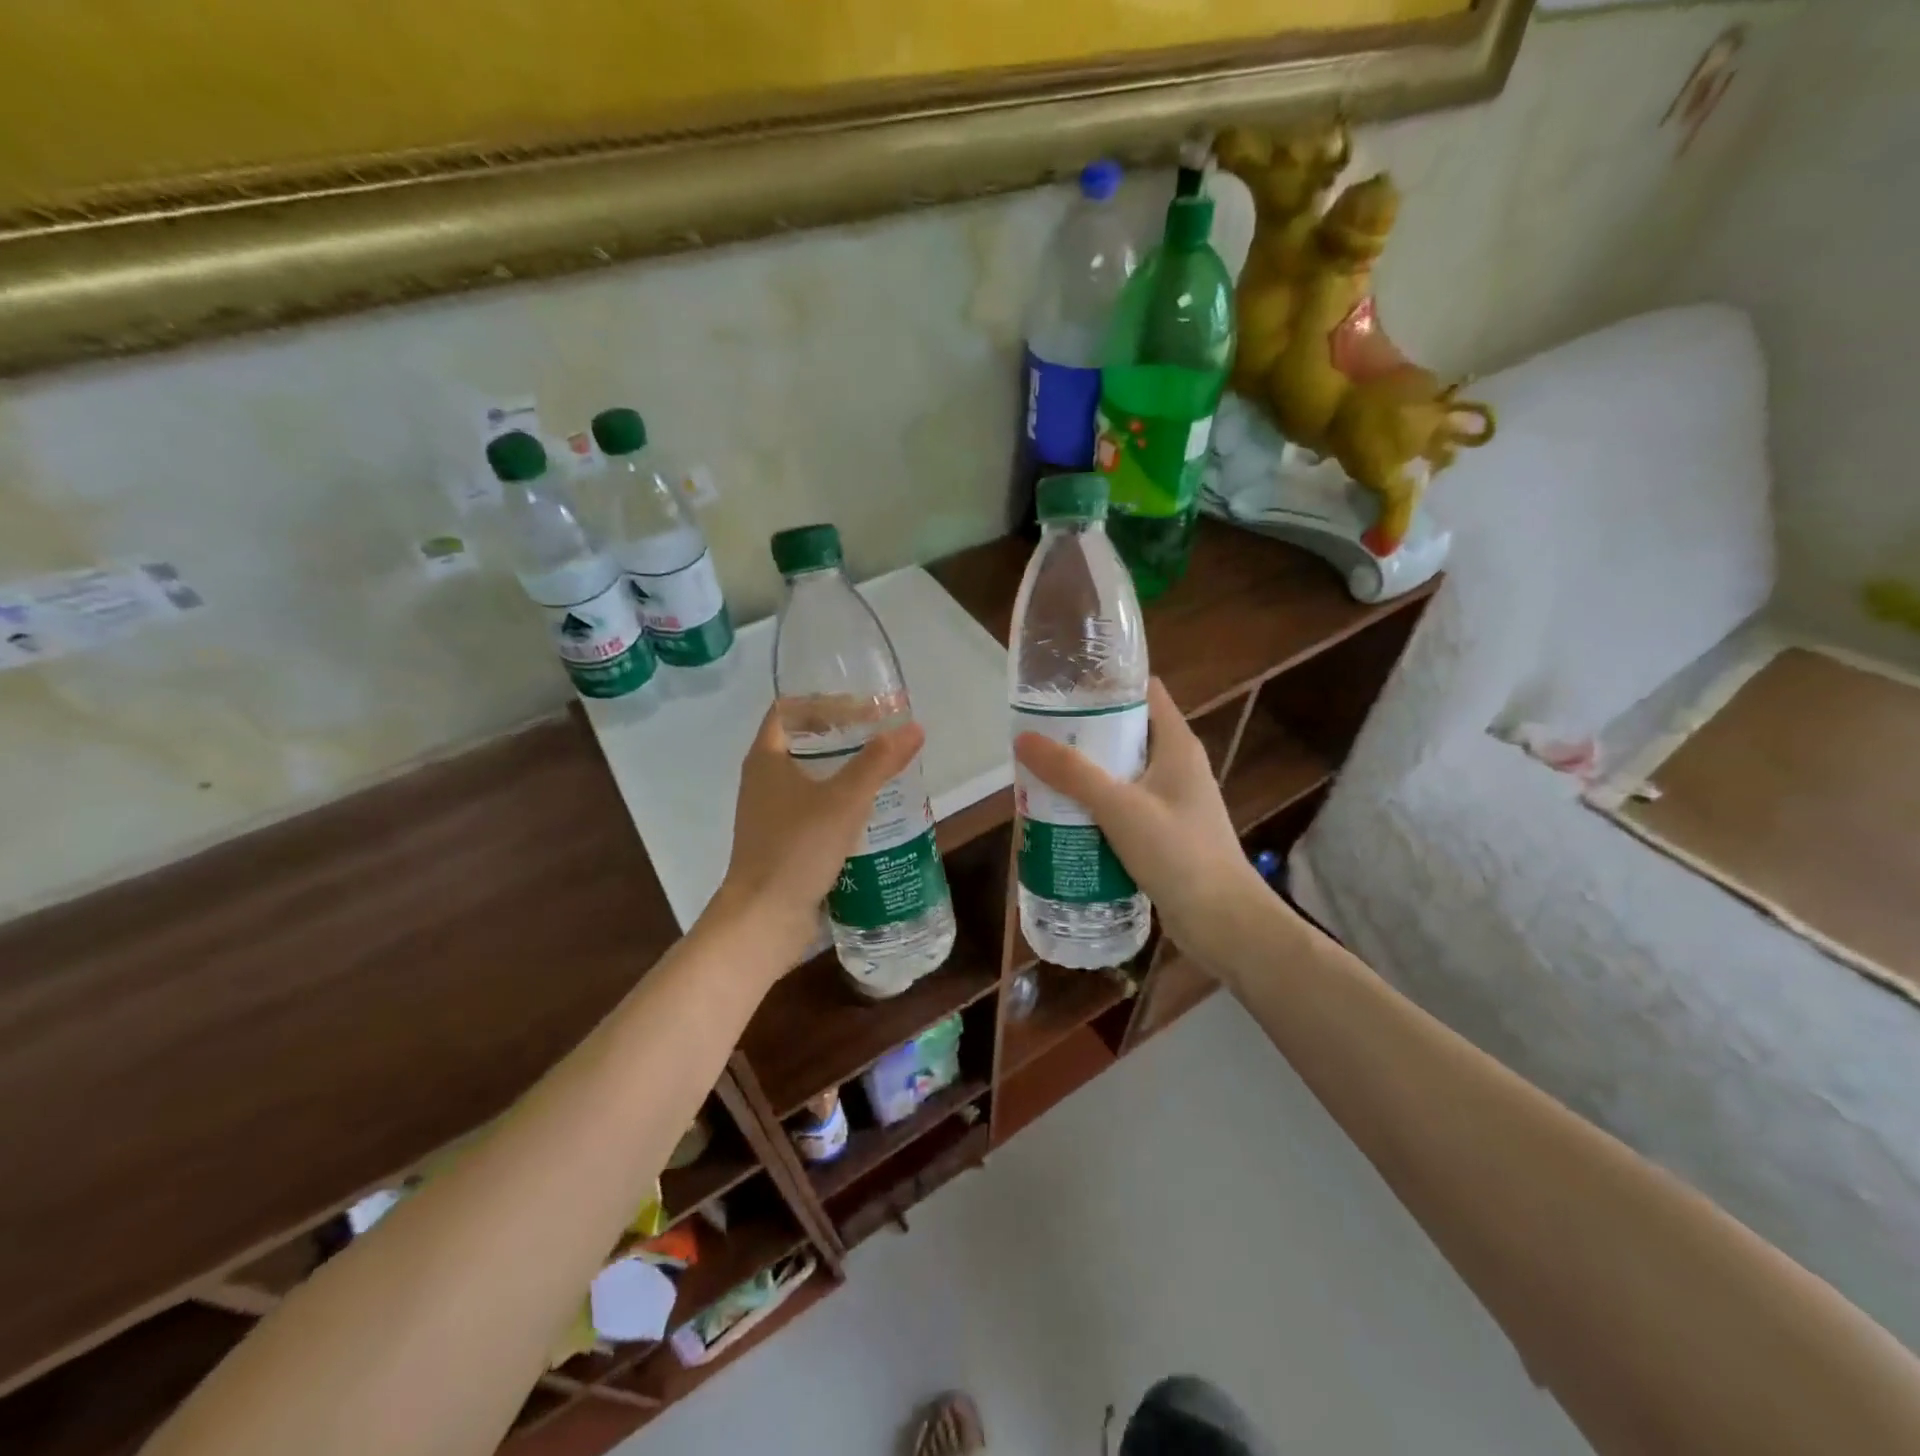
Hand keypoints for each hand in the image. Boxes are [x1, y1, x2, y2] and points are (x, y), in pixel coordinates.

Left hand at [708, 707, 925, 965]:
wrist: (764, 918)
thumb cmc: (797, 848)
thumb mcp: (844, 800)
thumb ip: (878, 762)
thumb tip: (913, 727)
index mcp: (766, 758)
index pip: (791, 710)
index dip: (827, 702)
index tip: (867, 708)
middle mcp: (764, 780)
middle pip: (804, 743)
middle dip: (844, 737)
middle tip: (885, 739)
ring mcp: (771, 814)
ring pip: (812, 779)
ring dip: (846, 772)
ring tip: (886, 772)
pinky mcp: (783, 842)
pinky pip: (815, 810)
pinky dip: (842, 804)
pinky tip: (873, 814)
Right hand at [1014, 678, 1279, 967]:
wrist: (1222, 921)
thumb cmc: (1177, 852)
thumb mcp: (1119, 806)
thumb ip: (1072, 773)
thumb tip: (1023, 739)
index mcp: (1177, 745)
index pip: (1145, 692)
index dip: (1107, 684)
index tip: (1064, 687)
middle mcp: (1178, 766)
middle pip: (1127, 733)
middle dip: (1085, 733)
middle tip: (1041, 737)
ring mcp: (1173, 801)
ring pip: (1123, 774)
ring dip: (1088, 774)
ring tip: (1044, 775)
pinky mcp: (1165, 833)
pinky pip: (1125, 808)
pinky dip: (1097, 808)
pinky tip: (1065, 818)